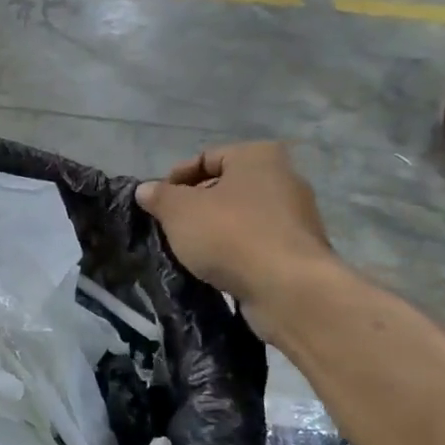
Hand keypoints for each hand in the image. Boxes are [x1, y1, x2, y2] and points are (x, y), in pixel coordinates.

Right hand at [135, 142, 337, 333]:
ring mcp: (296, 215)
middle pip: (225, 187)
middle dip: (194, 205)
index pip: (206, 158)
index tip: (157, 203)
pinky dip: (234, 250)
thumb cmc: (229, 235)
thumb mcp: (178, 211)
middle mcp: (284, 178)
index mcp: (258, 156)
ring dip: (213, 230)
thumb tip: (146, 190)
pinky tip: (215, 267)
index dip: (175, 179)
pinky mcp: (298, 249)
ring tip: (189, 250)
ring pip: (240, 216)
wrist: (287, 288)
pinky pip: (255, 242)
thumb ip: (159, 196)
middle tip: (170, 226)